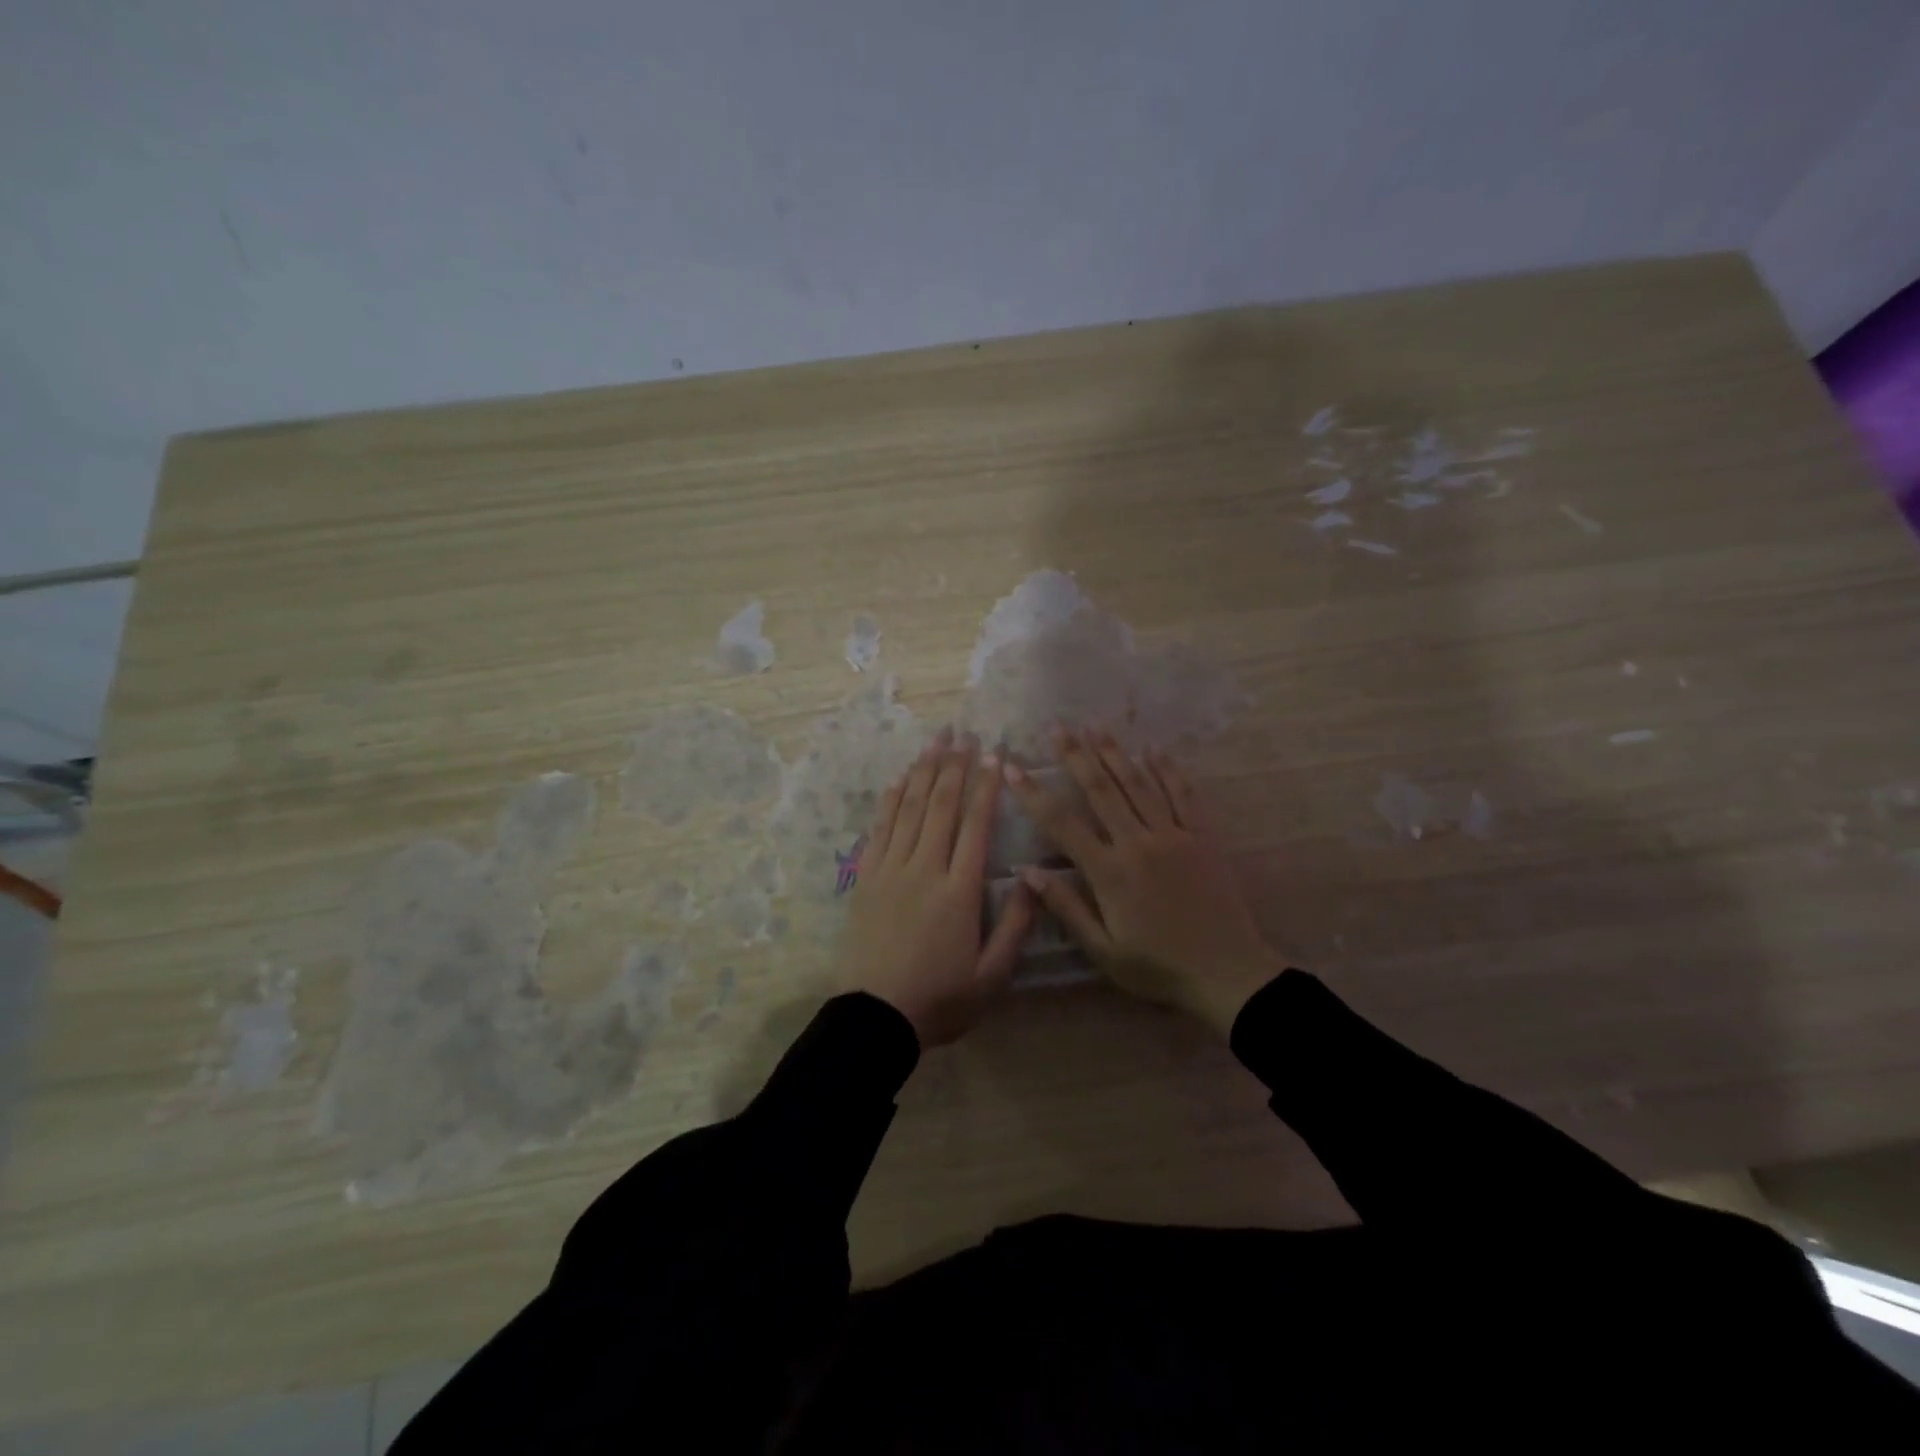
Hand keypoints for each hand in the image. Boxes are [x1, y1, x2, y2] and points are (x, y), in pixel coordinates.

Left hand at [841, 731, 1036, 1047]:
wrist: (875, 1017)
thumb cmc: (940, 999)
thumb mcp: (992, 975)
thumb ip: (1016, 925)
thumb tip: (1033, 877)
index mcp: (959, 891)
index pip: (976, 826)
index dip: (985, 787)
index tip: (993, 755)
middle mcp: (925, 869)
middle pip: (940, 806)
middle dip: (953, 766)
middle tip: (963, 733)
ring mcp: (890, 870)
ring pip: (909, 809)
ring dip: (923, 772)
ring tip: (935, 742)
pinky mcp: (866, 879)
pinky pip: (879, 829)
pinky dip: (890, 801)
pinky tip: (898, 781)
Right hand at [1003, 728, 1280, 1034]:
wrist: (1228, 972)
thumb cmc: (1158, 966)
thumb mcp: (1103, 950)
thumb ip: (1066, 908)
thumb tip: (1028, 872)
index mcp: (1110, 872)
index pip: (1062, 824)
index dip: (1034, 794)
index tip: (1012, 767)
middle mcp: (1138, 843)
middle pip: (1102, 790)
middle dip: (1076, 756)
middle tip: (1058, 727)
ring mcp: (1174, 835)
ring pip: (1139, 784)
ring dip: (1115, 753)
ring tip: (1096, 726)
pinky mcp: (1202, 837)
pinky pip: (1183, 795)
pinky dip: (1167, 769)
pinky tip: (1154, 749)